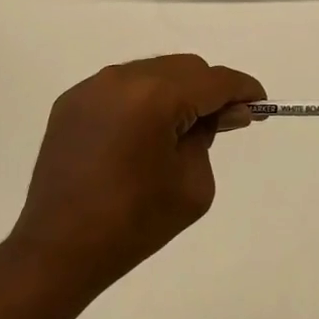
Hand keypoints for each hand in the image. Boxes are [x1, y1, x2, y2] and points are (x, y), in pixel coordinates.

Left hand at [11, 55, 263, 286]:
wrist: (58, 250)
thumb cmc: (134, 223)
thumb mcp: (192, 185)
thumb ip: (210, 137)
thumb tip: (222, 113)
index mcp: (155, 97)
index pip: (213, 81)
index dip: (242, 89)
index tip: (259, 103)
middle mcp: (122, 78)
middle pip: (184, 68)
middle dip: (209, 90)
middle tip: (224, 122)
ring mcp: (92, 87)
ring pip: (152, 72)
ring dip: (175, 92)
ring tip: (182, 129)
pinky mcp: (72, 101)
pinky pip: (121, 87)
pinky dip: (142, 100)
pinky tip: (143, 133)